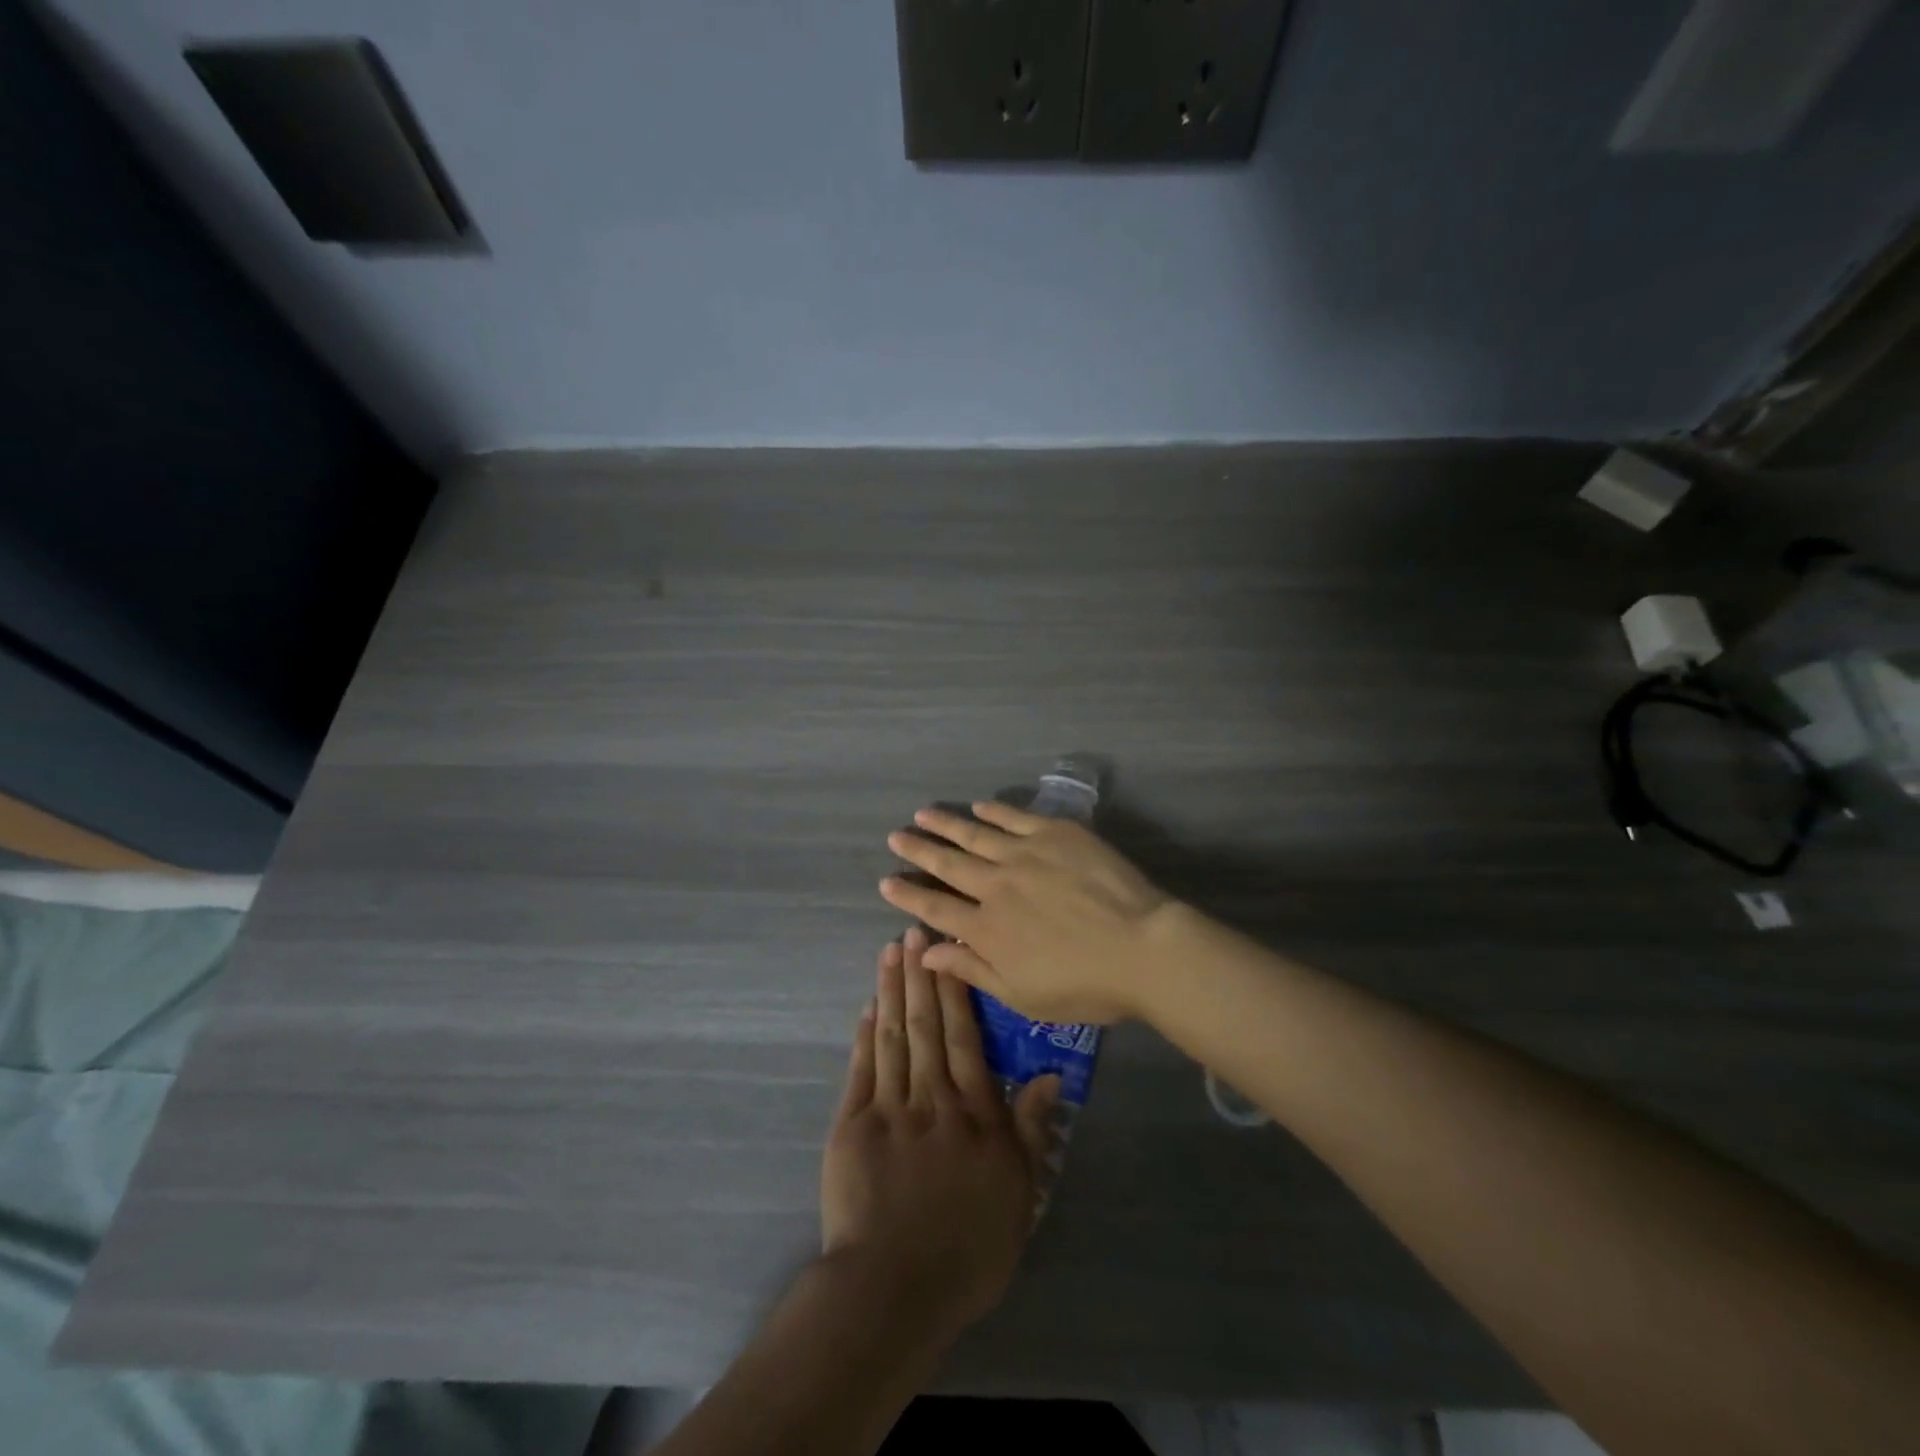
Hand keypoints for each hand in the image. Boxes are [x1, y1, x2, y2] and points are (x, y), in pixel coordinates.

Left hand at [821, 927, 1059, 1333]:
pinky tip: (867, 1005)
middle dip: (920, 975)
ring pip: (893, 1035)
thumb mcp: (1019, 1194)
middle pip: (926, 1025)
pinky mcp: (852, 1124)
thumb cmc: (967, 1248)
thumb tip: (1048, 1074)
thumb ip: (1030, 1129)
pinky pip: (861, 1068)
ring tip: (890, 951)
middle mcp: (932, 1097)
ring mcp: (888, 1107)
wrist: (893, 1288)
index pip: (965, 1037)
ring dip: (892, 990)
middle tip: (915, 930)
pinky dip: (865, 1034)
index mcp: (973, 1112)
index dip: (956, 991)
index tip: (949, 952)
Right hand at [879, 800, 1174, 1023]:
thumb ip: (971, 969)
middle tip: (895, 836)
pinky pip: (1016, 817)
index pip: (935, 908)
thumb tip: (926, 952)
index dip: (908, 895)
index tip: (886, 881)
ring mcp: (1024, 854)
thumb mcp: (1021, 995)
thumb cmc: (1084, 985)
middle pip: (948, 864)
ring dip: (946, 824)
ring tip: (924, 813)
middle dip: (918, 850)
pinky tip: (979, 806)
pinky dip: (994, 811)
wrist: (1141, 947)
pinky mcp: (1055, 833)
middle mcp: (995, 885)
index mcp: (986, 928)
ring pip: (975, 834)